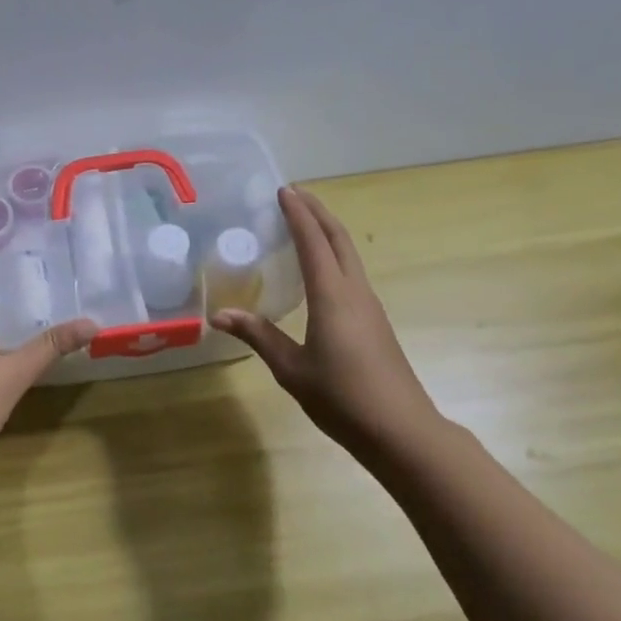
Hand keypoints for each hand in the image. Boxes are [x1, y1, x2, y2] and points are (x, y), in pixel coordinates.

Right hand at [210, 186, 446, 456]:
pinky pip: (351, 273)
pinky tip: (319, 269)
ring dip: (327, 232)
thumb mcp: (291, 369)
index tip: (283, 190)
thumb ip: (258, 336)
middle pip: (338, 239)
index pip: (313, 242)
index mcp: (333, 296)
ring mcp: (369, 306)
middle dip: (317, 212)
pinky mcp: (374, 321)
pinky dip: (333, 255)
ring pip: (348, 254)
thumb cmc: (342, 398)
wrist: (401, 430)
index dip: (298, 214)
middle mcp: (355, 292)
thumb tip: (220, 314)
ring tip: (303, 222)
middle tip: (294, 194)